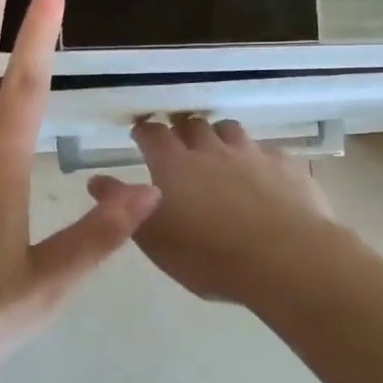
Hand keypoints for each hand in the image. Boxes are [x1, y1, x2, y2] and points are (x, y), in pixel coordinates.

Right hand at [90, 117, 335, 305]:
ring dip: (219, 137)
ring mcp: (251, 153)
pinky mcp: (286, 165)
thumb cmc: (208, 256)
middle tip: (179, 147)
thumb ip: (123, 207)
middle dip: (182, 130)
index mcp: (173, 164)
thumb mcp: (154, 239)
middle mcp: (210, 149)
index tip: (141, 136)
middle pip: (192, 124)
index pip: (152, 133)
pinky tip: (261, 176)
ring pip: (230, 130)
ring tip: (219, 155)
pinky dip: (257, 158)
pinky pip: (266, 151)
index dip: (145, 132)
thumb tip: (96, 180)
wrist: (285, 258)